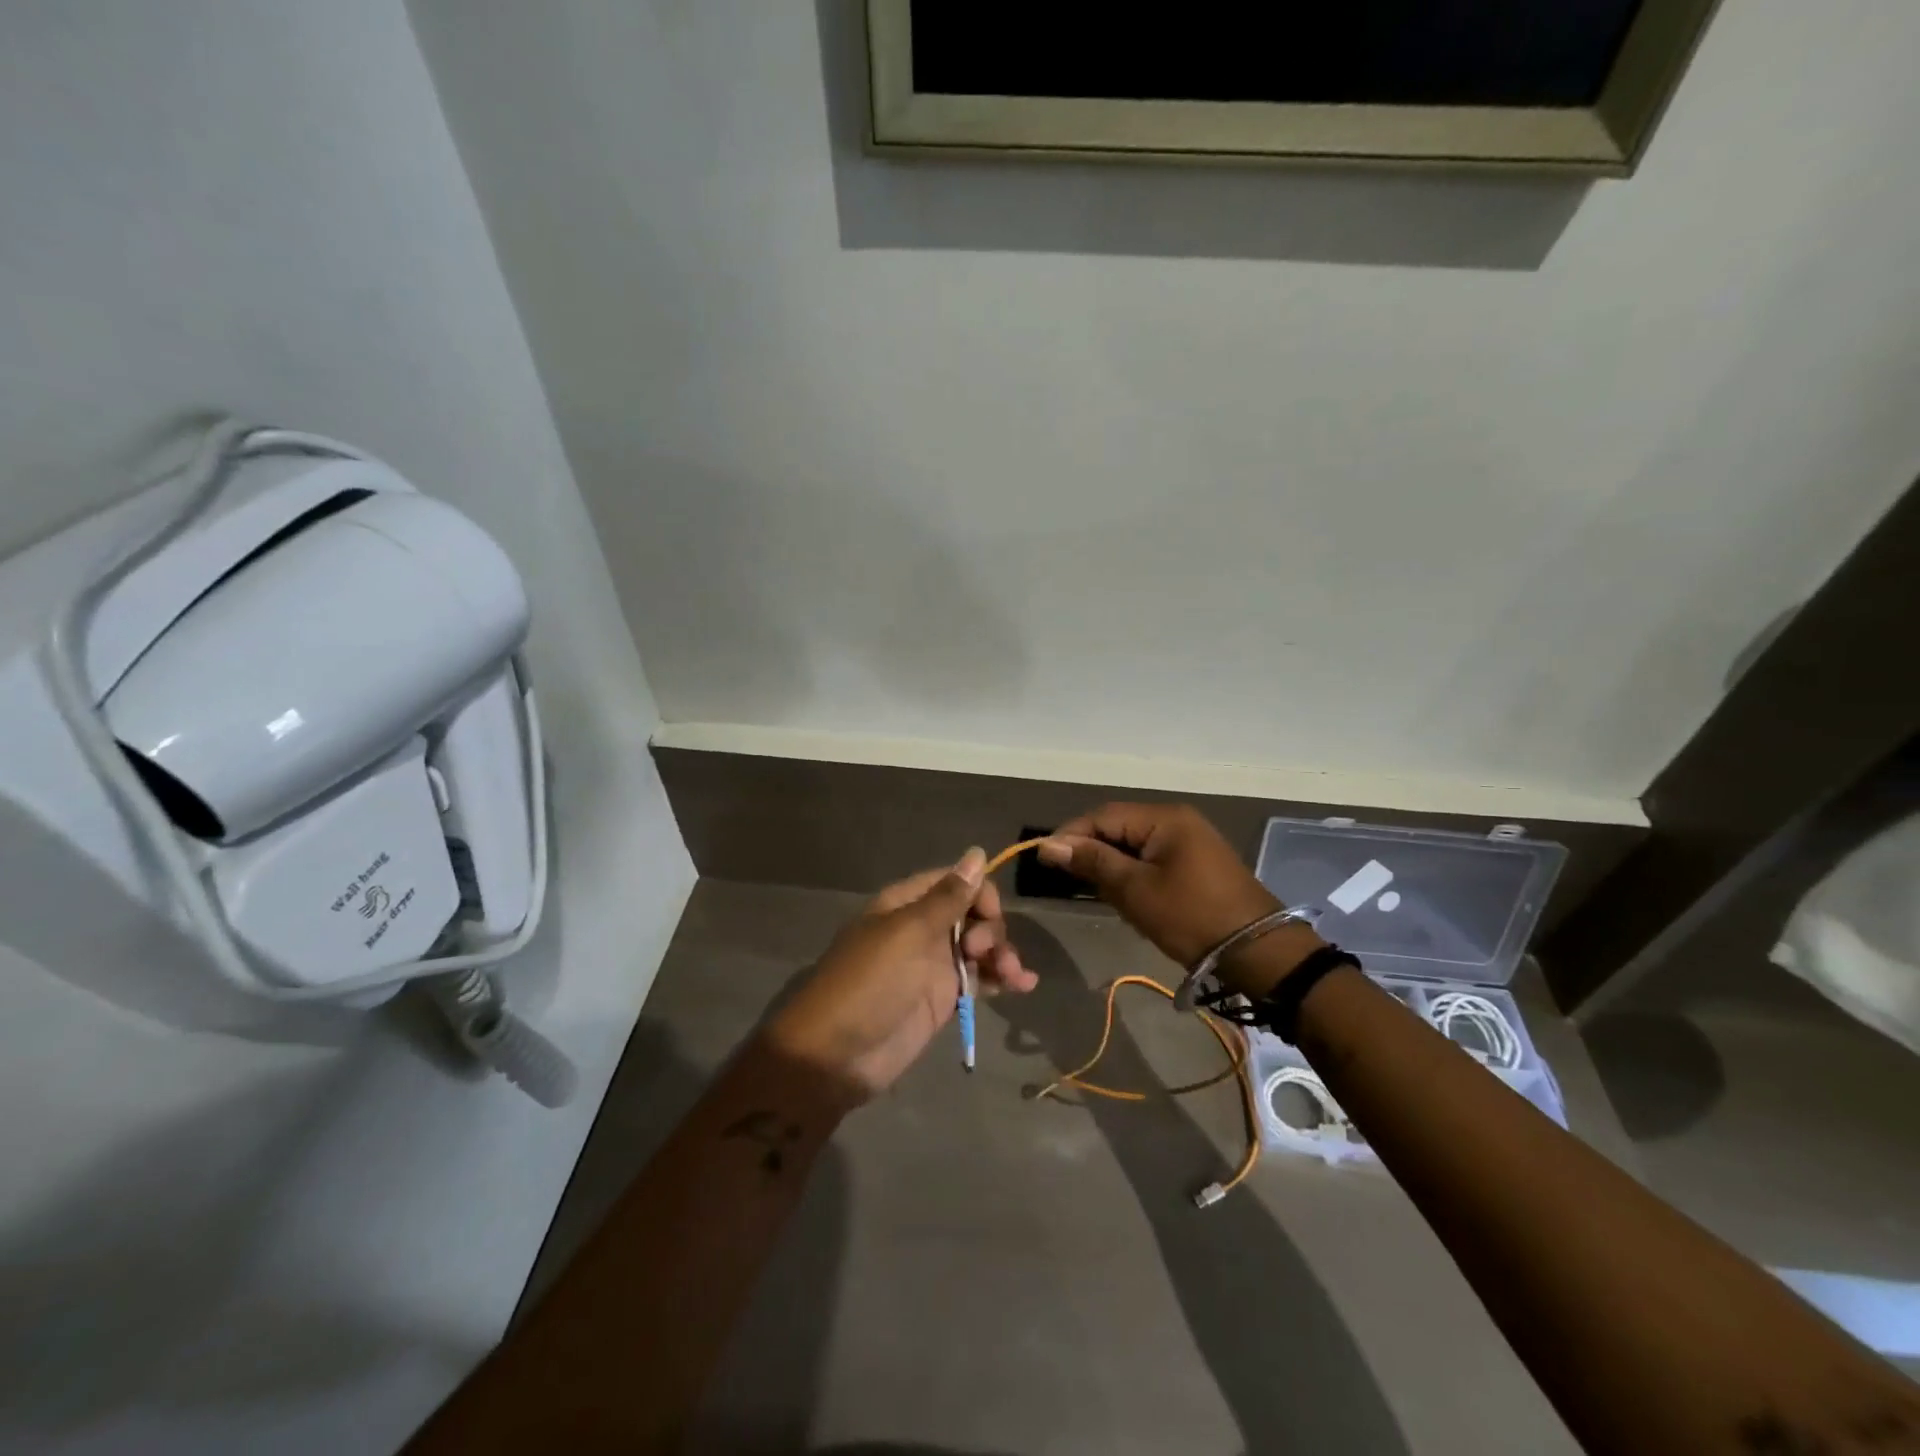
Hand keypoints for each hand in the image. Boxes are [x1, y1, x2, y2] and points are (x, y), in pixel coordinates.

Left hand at [763, 849, 1035, 1100]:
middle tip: (980, 952)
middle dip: (990, 928)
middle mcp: (922, 929)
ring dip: (1002, 954)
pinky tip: (1024, 985)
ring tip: (1014, 977)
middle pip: (972, 913)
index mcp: (906, 904)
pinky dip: (1002, 979)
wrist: (836, 1057)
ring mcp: (934, 965)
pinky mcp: (943, 1000)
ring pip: (980, 947)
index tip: (989, 915)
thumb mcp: (908, 933)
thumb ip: (948, 897)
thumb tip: (977, 852)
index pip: (954, 881)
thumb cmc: (869, 984)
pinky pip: (980, 980)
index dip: (979, 892)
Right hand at [1038, 803, 1284, 968]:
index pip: (1103, 815)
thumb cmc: (1191, 917)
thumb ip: (1092, 862)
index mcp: (1164, 818)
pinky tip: (1125, 897)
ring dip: (1112, 865)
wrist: (1258, 952)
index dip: (1071, 835)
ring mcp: (1190, 842)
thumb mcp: (1135, 890)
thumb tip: (1050, 845)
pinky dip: (1133, 874)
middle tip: (1067, 879)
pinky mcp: (1197, 864)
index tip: (1044, 859)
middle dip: (1091, 851)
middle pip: (1119, 827)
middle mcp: (1177, 821)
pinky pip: (1153, 859)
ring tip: (1093, 891)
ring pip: (1134, 845)